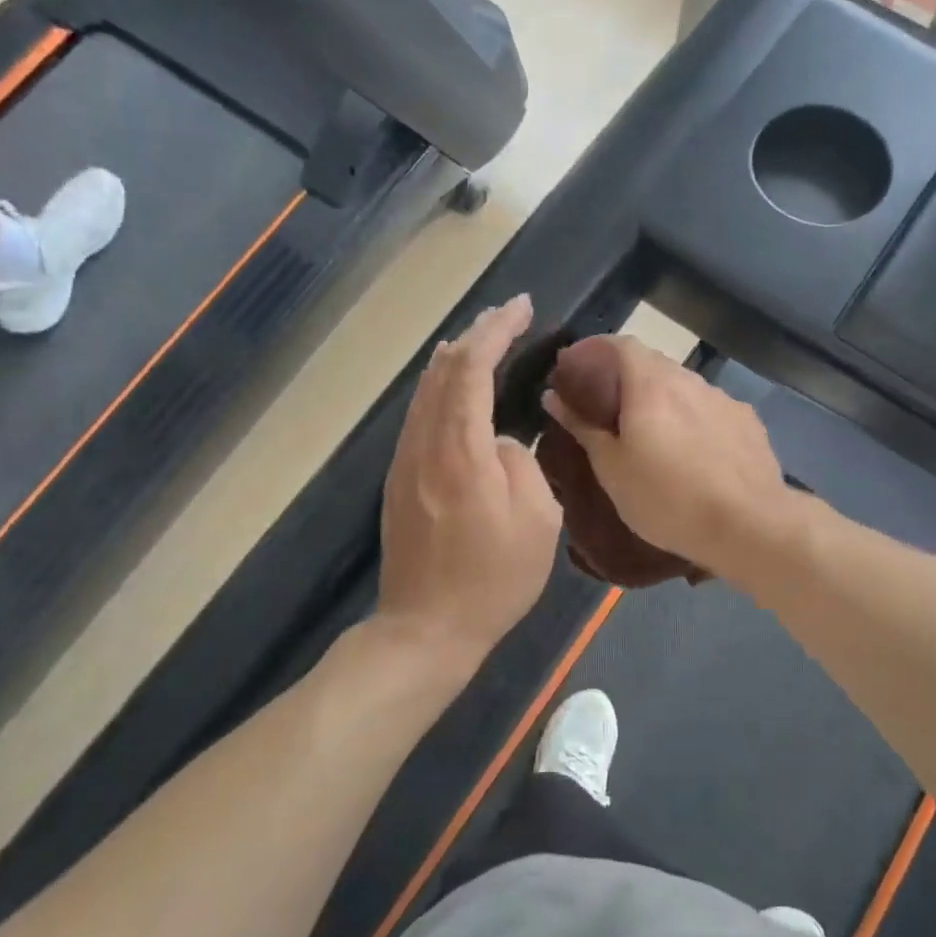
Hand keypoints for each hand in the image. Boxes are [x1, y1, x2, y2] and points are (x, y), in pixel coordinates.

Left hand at [377, 295, 562, 666]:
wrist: (426, 630)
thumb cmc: (493, 580)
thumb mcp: (537, 521)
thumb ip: (521, 463)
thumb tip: (500, 442)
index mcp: (461, 452)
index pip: (472, 370)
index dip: (496, 331)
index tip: (521, 307)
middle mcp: (424, 445)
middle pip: (443, 371)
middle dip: (476, 334)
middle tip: (508, 316)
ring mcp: (405, 462)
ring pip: (425, 391)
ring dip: (455, 358)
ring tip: (483, 339)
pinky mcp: (399, 480)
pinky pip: (419, 415)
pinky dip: (441, 388)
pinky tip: (455, 388)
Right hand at [543, 336, 797, 580]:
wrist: (749, 526)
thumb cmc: (668, 500)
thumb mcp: (612, 470)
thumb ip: (583, 427)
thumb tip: (554, 396)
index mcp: (652, 385)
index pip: (620, 344)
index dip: (594, 350)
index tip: (575, 369)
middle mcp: (690, 381)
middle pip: (652, 364)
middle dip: (625, 378)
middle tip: (606, 407)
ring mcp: (724, 400)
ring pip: (684, 388)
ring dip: (661, 400)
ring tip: (650, 433)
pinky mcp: (748, 423)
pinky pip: (709, 410)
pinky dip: (691, 419)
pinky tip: (691, 451)